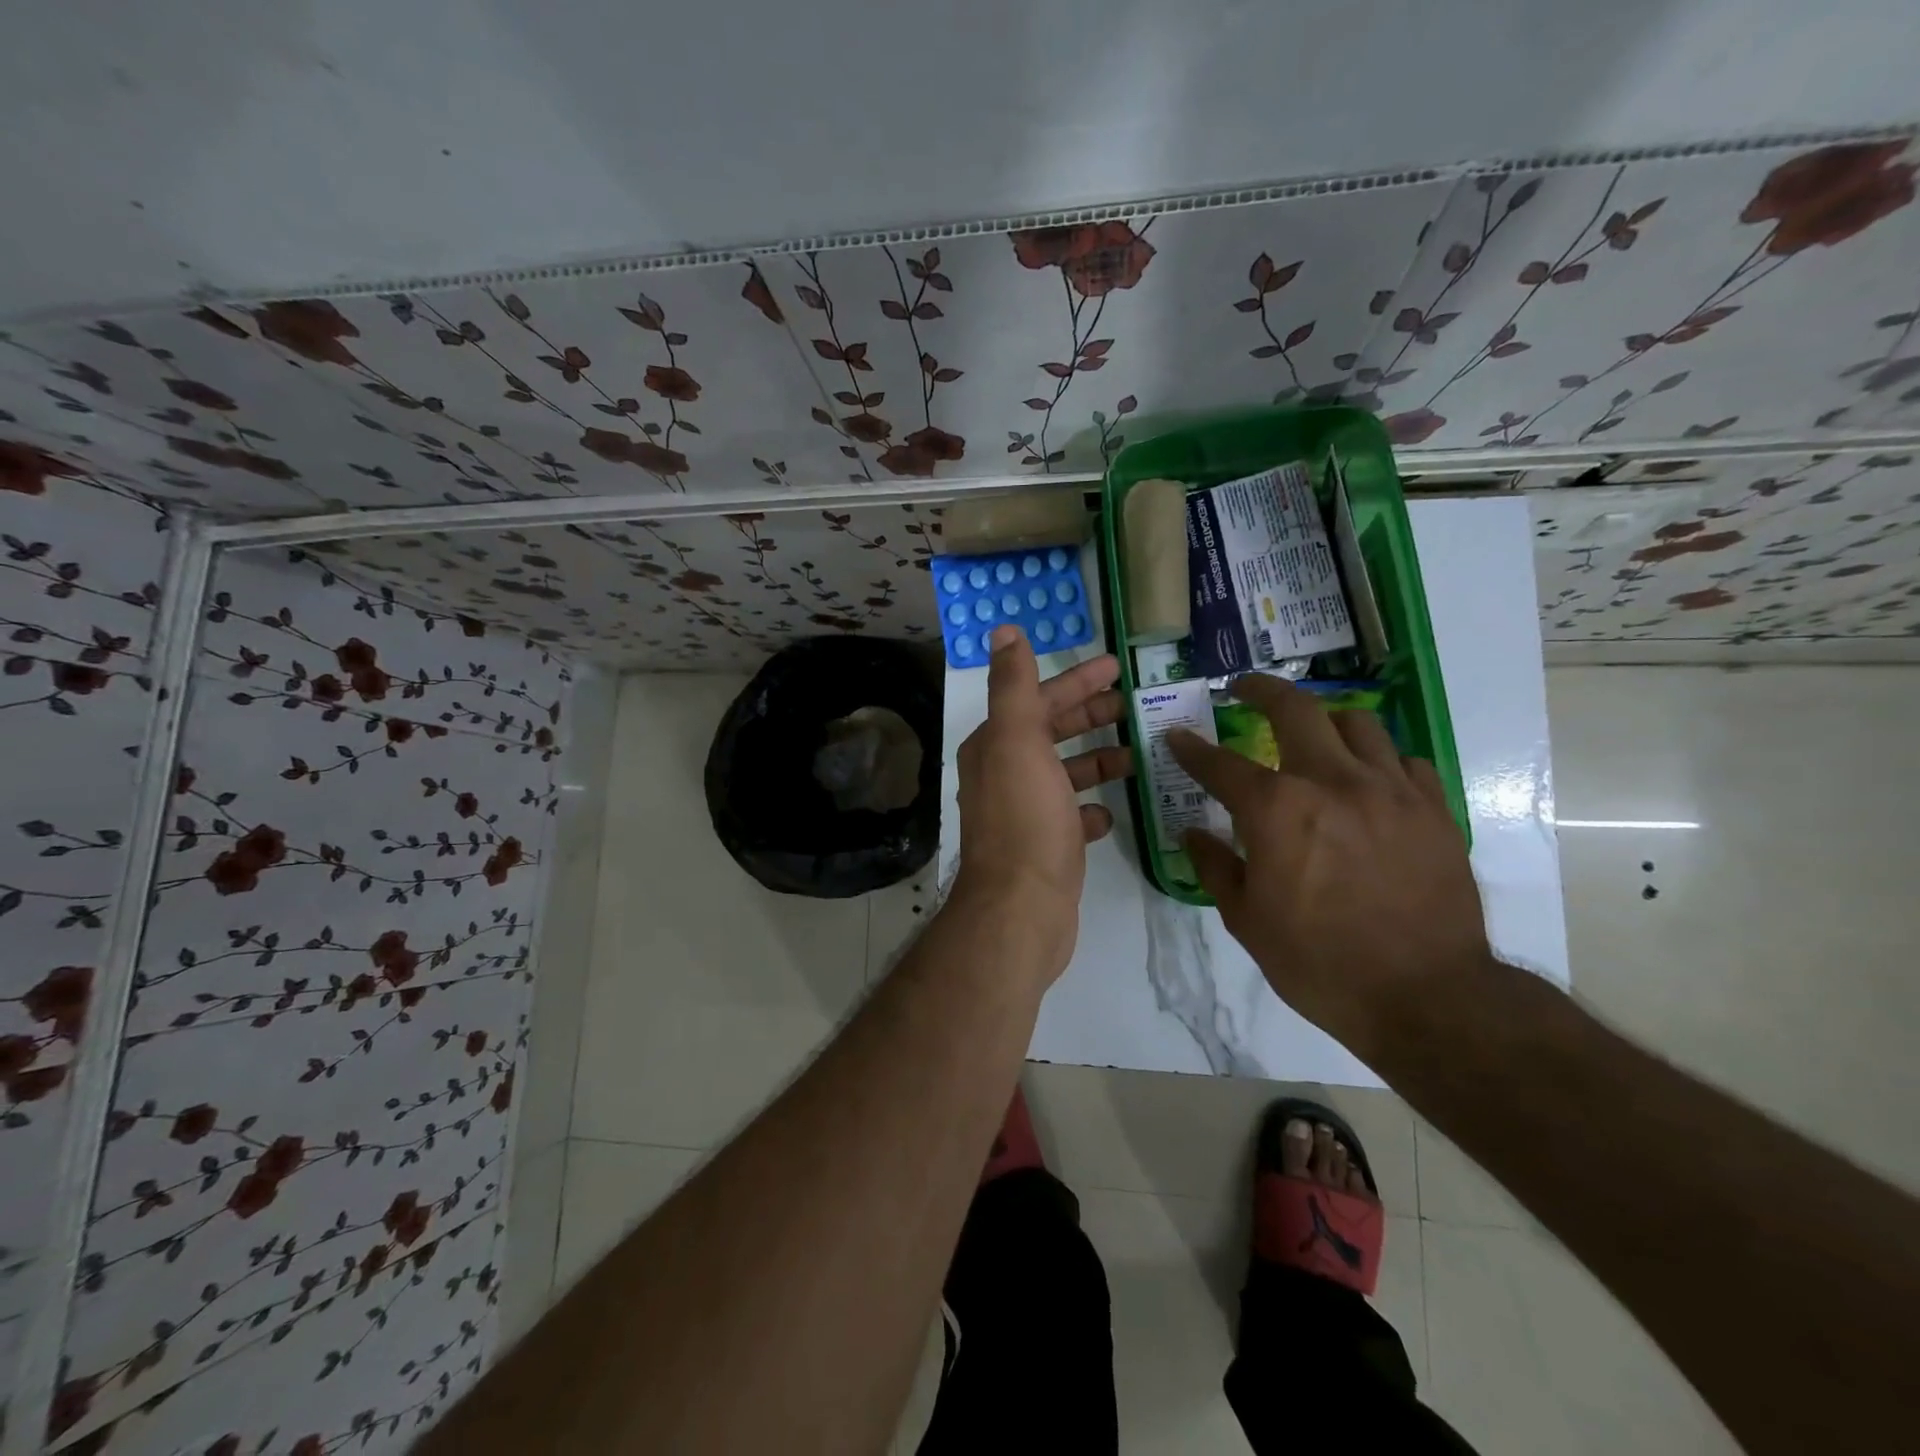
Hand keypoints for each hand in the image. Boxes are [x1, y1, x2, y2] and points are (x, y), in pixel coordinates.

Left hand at [951, 624, 1132, 978]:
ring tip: (1136, 754)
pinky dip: (1090, 809)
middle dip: (1089, 715)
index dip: (1075, 680)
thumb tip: (1003, 631)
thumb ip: (1014, 686)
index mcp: (996, 746)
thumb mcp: (1018, 741)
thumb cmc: (1025, 818)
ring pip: (1062, 775)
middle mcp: (1003, 775)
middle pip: (1051, 733)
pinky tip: (1111, 811)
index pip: (1038, 700)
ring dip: (1096, 761)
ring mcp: (1022, 813)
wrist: (1021, 908)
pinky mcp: (1042, 848)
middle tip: (1134, 705)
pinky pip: (1069, 817)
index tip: (1116, 667)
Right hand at [1168, 675, 1490, 1059]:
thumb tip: (1193, 833)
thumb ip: (1215, 866)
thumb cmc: (1320, 962)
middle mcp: (1332, 782)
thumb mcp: (1246, 921)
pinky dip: (1377, 759)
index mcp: (1277, 810)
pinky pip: (1403, 760)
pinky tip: (1368, 780)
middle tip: (1243, 689)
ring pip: (1357, 722)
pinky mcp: (1433, 809)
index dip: (1192, 749)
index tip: (1177, 737)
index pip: (1220, 764)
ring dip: (1323, 720)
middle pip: (1295, 709)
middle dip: (1260, 690)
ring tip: (1311, 733)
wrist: (1428, 997)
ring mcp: (1389, 790)